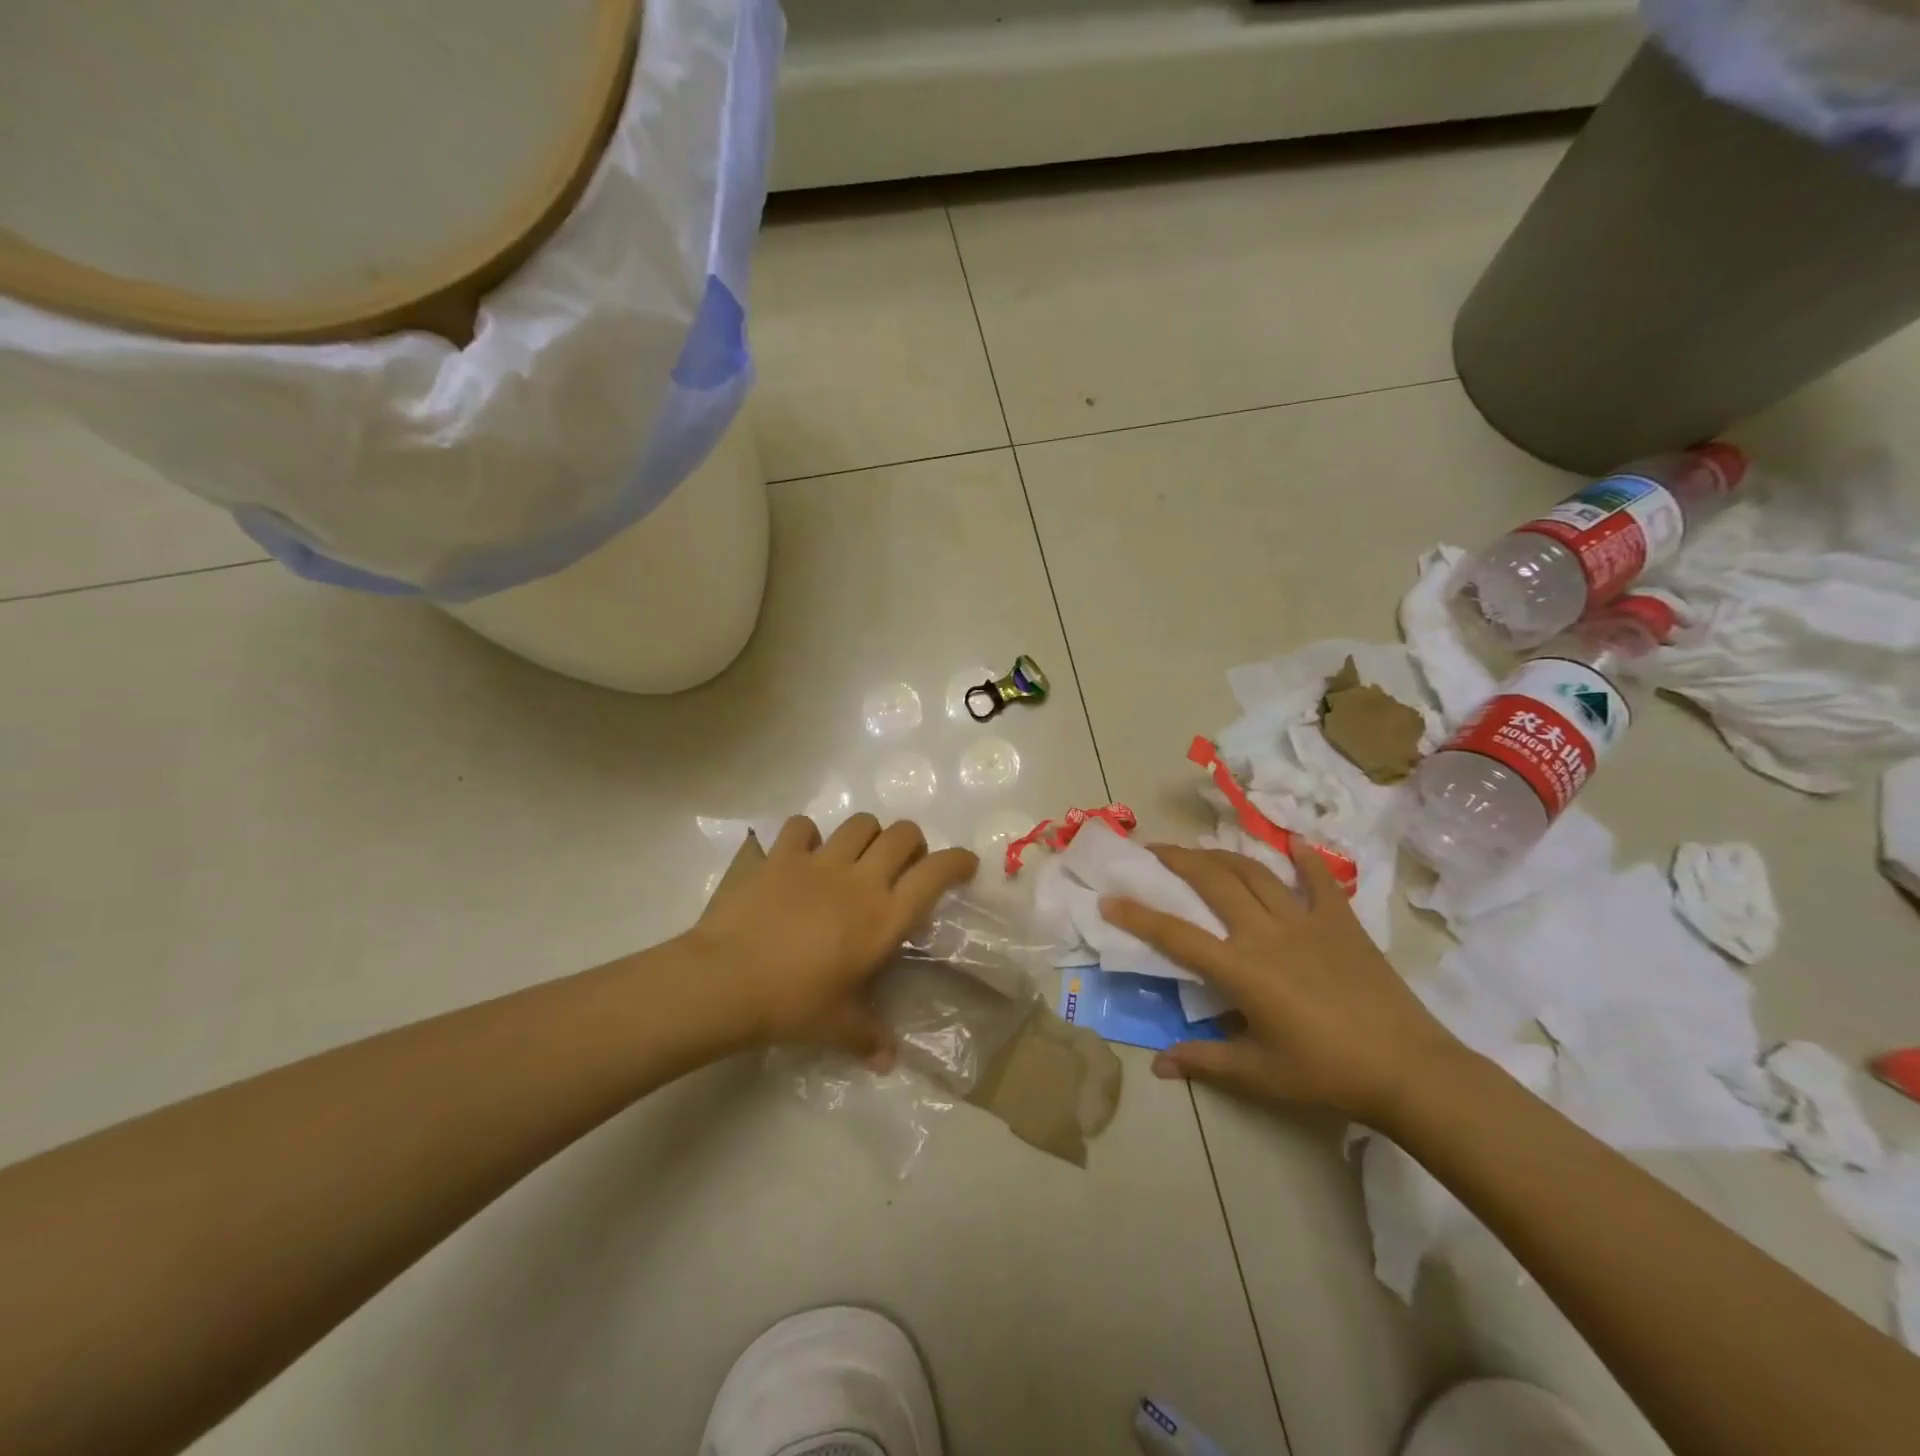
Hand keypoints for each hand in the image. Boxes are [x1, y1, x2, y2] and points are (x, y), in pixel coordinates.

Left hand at [687, 814, 978, 1065]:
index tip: (965, 865)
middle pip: (903, 834)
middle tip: (903, 866)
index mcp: (884, 917)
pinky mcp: (781, 856)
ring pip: (860, 822)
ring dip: (867, 834)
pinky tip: (802, 854)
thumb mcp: (836, 1028)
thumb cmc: (792, 1005)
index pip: (936, 874)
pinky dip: (807, 835)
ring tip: (856, 856)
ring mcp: (819, 862)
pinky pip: (802, 826)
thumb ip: (869, 1039)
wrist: (726, 981)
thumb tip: (888, 1061)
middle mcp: (860, 879)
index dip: (958, 862)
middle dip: (912, 843)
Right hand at [1100, 841, 1467, 1126]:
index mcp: (1241, 969)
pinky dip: (1304, 859)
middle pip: (1213, 882)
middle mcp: (1266, 933)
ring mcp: (1306, 921)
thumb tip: (1158, 1063)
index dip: (1138, 915)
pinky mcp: (1341, 921)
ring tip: (1202, 850)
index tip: (1110, 899)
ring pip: (1254, 873)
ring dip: (1222, 855)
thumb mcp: (1258, 1075)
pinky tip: (1293, 843)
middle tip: (1155, 851)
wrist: (1408, 1069)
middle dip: (1178, 861)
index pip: (1176, 934)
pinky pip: (1319, 880)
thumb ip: (1204, 1061)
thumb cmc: (1326, 1073)